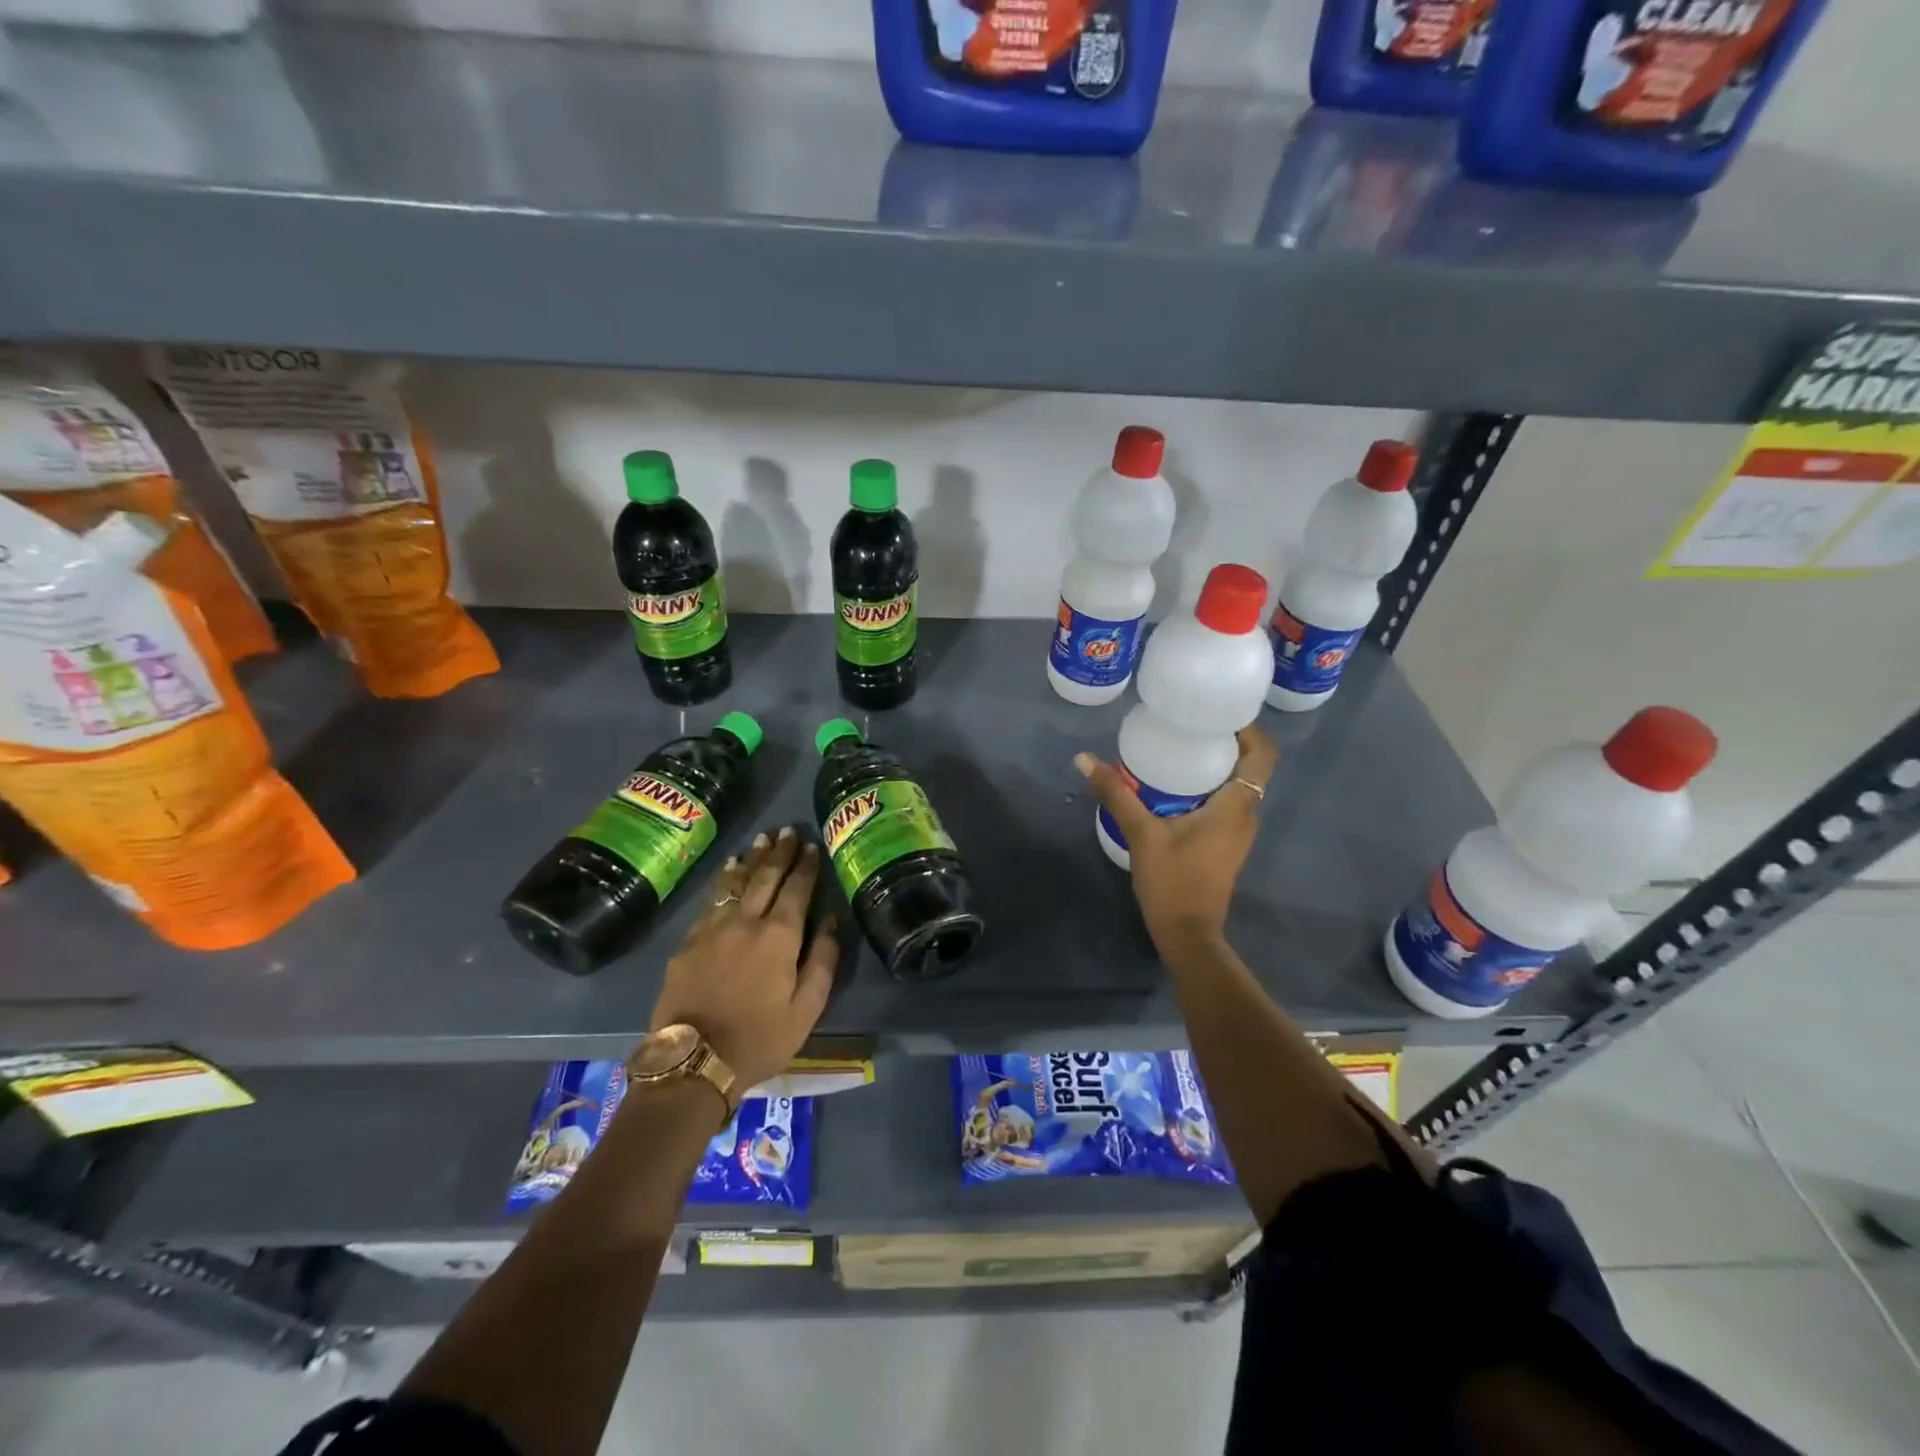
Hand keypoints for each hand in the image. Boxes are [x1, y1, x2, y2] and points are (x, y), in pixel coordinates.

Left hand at [646, 827, 839, 1091]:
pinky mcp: (688, 942)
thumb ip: (823, 961)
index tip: (812, 846)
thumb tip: (832, 922)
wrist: (693, 1062)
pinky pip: (711, 901)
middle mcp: (746, 921)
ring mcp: (713, 928)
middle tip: (787, 831)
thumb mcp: (807, 1009)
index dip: (806, 866)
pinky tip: (727, 874)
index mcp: (780, 936)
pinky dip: (723, 882)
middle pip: (765, 877)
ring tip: (760, 841)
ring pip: (735, 883)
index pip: (797, 889)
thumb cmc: (759, 1039)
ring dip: (750, 860)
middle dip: (779, 853)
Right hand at [1075, 725, 1277, 948]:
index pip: (1262, 755)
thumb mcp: (1141, 833)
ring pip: (1238, 786)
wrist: (1187, 934)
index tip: (1218, 712)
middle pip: (1250, 767)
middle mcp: (1246, 815)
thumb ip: (1115, 793)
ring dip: (1217, 765)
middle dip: (1226, 741)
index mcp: (1236, 806)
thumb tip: (1084, 758)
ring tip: (1180, 747)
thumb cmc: (1172, 881)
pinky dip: (1209, 787)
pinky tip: (1175, 785)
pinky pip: (1226, 803)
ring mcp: (1238, 832)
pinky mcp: (1226, 845)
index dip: (1248, 729)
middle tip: (1189, 723)